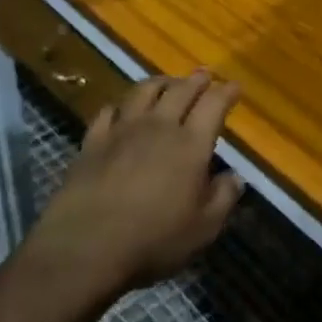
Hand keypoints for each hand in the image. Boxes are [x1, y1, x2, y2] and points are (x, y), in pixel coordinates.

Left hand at [31, 72, 244, 299]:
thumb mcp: (203, 228)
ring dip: (160, 82)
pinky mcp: (93, 141)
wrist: (85, 246)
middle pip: (180, 90)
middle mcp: (159, 127)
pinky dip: (120, 106)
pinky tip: (121, 109)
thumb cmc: (153, 239)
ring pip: (143, 91)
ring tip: (167, 82)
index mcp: (191, 144)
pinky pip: (108, 111)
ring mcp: (122, 130)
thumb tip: (235, 177)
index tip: (235, 86)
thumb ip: (223, 198)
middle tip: (204, 76)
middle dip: (196, 80)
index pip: (214, 105)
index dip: (226, 92)